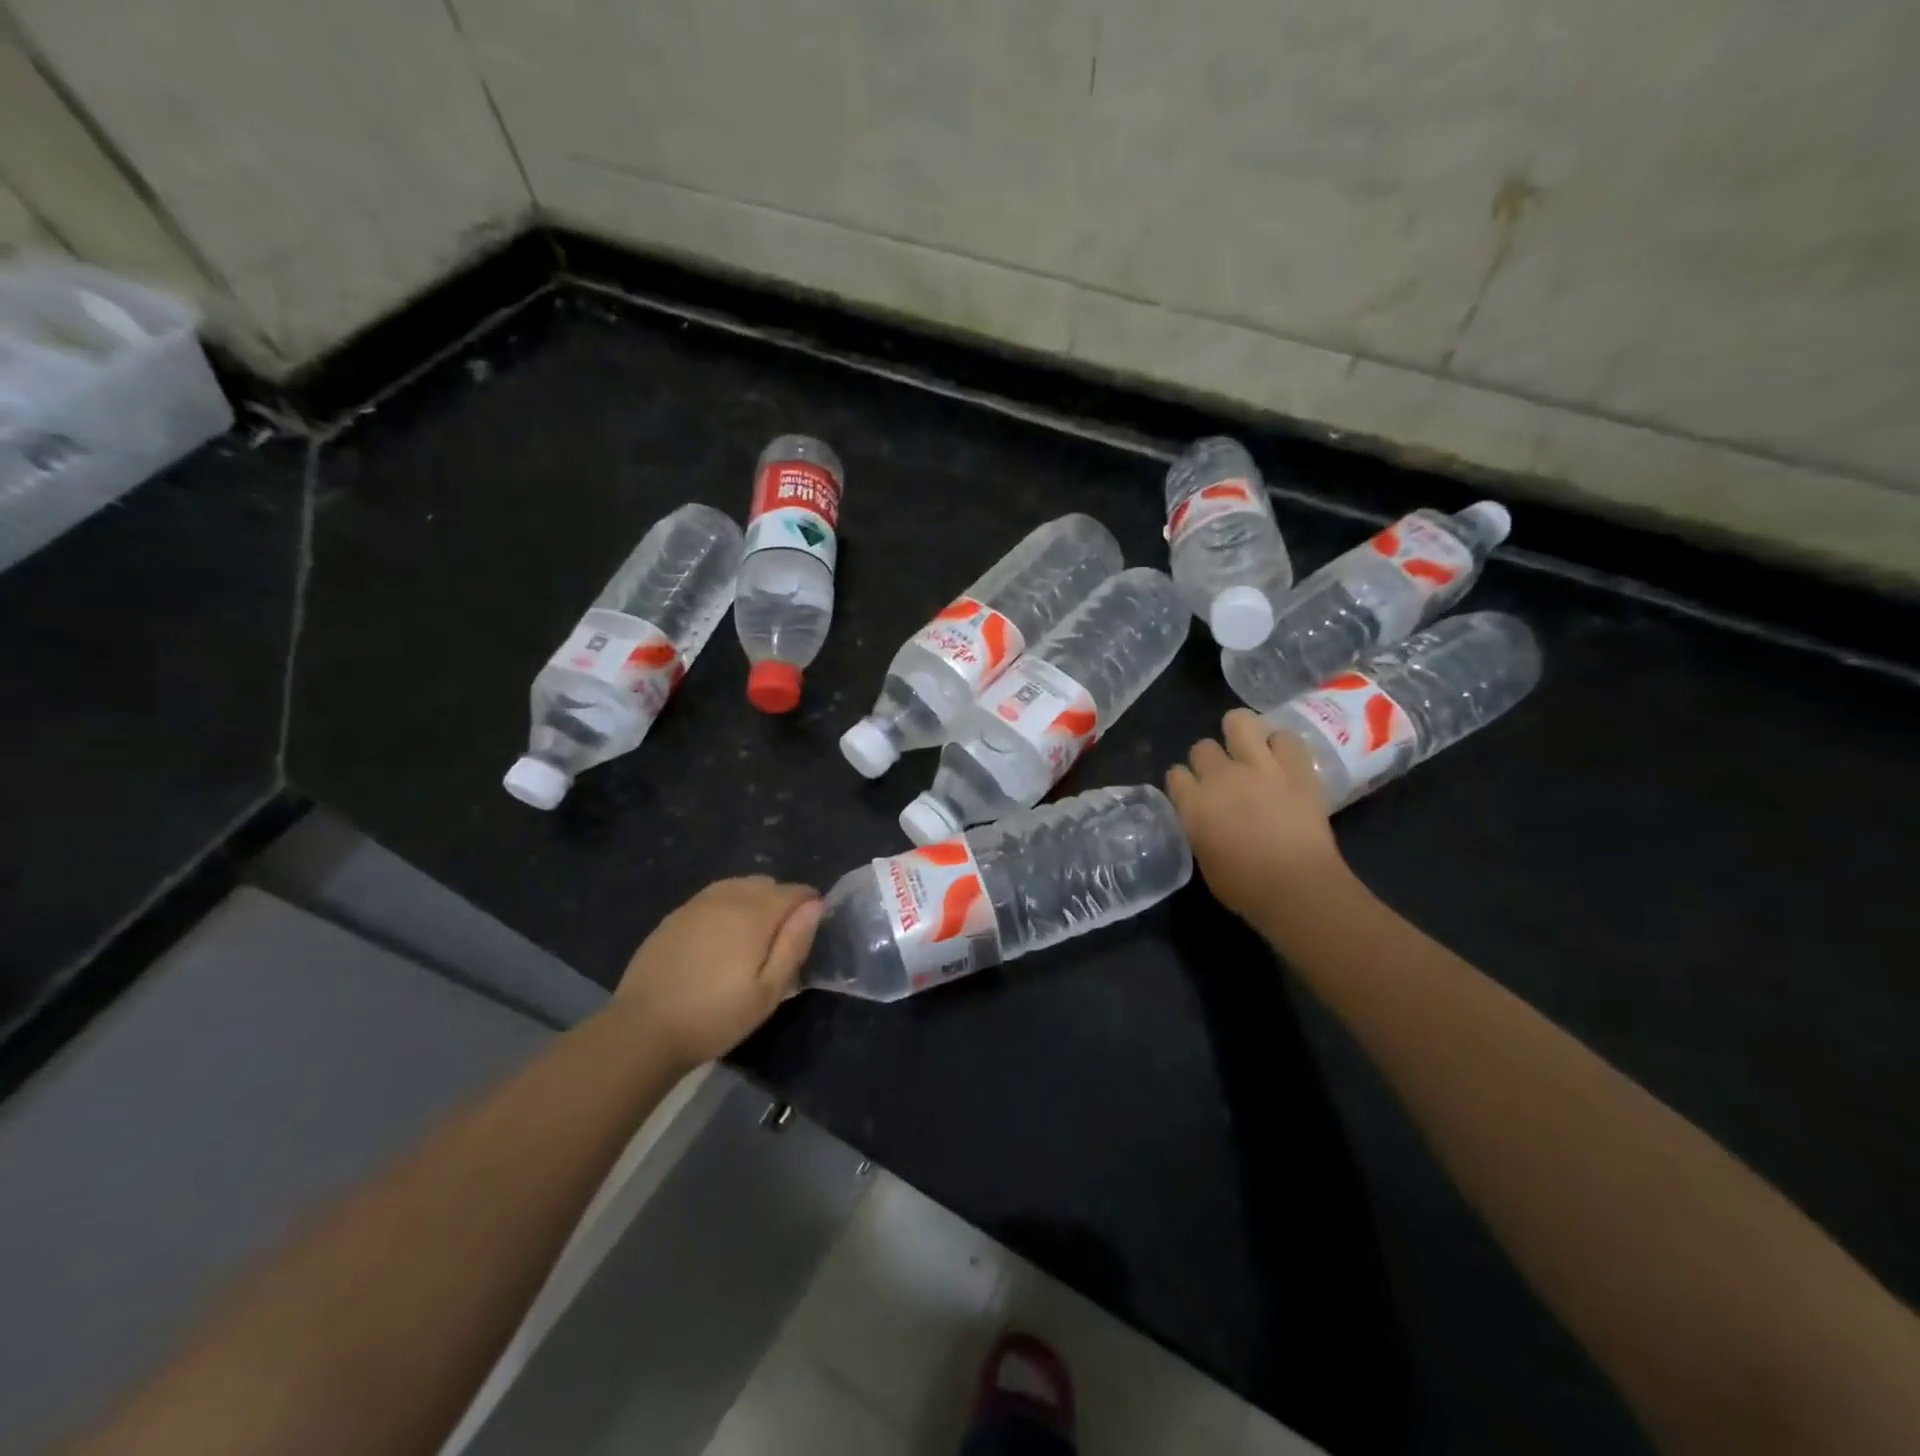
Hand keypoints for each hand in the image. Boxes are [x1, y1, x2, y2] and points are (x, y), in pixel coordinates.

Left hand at [614, 877, 822, 1067]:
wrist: (643, 1030)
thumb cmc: (716, 1016)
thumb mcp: (768, 990)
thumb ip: (794, 943)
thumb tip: (814, 906)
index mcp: (755, 913)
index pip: (795, 892)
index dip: (809, 908)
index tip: (805, 935)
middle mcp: (727, 897)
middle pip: (766, 884)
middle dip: (780, 903)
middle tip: (777, 943)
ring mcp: (696, 904)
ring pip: (738, 886)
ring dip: (752, 902)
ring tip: (748, 940)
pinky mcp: (674, 916)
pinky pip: (712, 898)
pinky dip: (725, 908)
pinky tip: (717, 941)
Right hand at [1166, 709, 1349, 932]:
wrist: (1297, 887)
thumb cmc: (1245, 887)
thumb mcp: (1204, 859)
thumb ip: (1199, 828)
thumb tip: (1203, 818)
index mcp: (1193, 803)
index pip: (1175, 774)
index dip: (1184, 782)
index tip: (1193, 793)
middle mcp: (1220, 776)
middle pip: (1203, 747)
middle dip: (1210, 759)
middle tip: (1224, 776)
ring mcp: (1259, 766)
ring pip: (1240, 721)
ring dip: (1241, 731)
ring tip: (1249, 746)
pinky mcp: (1296, 767)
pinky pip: (1286, 737)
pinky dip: (1282, 745)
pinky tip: (1283, 758)